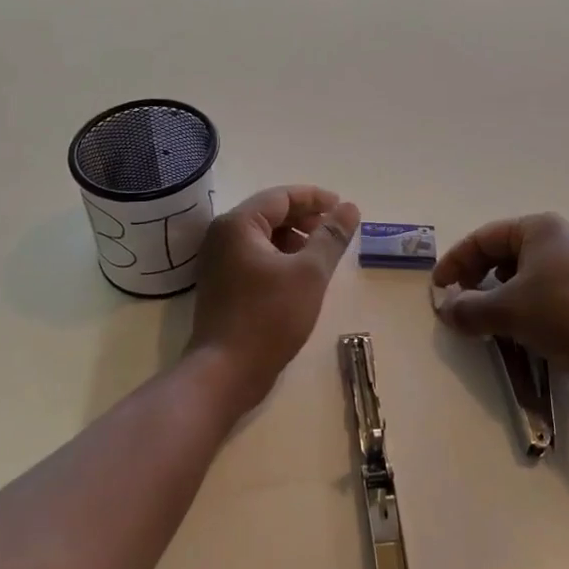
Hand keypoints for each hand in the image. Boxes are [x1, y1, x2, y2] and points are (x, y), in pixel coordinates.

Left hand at [187, 185, 360, 408]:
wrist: (225, 372)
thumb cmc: (269, 317)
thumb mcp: (309, 273)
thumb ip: (331, 236)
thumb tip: (350, 208)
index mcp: (238, 224)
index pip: (281, 196)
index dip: (315, 198)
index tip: (343, 207)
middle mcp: (223, 235)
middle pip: (270, 213)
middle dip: (305, 218)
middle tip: (336, 230)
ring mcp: (218, 261)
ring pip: (263, 236)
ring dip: (294, 239)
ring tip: (322, 254)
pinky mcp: (222, 284)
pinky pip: (255, 257)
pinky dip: (280, 257)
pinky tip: (300, 275)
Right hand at [430, 213, 568, 391]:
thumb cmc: (564, 313)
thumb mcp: (508, 310)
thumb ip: (470, 308)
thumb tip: (446, 311)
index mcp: (539, 228)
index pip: (484, 237)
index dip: (456, 261)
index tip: (439, 288)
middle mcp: (561, 239)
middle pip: (505, 253)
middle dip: (478, 278)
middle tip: (461, 302)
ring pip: (527, 275)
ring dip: (501, 295)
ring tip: (488, 320)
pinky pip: (548, 294)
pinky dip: (526, 307)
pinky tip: (522, 332)